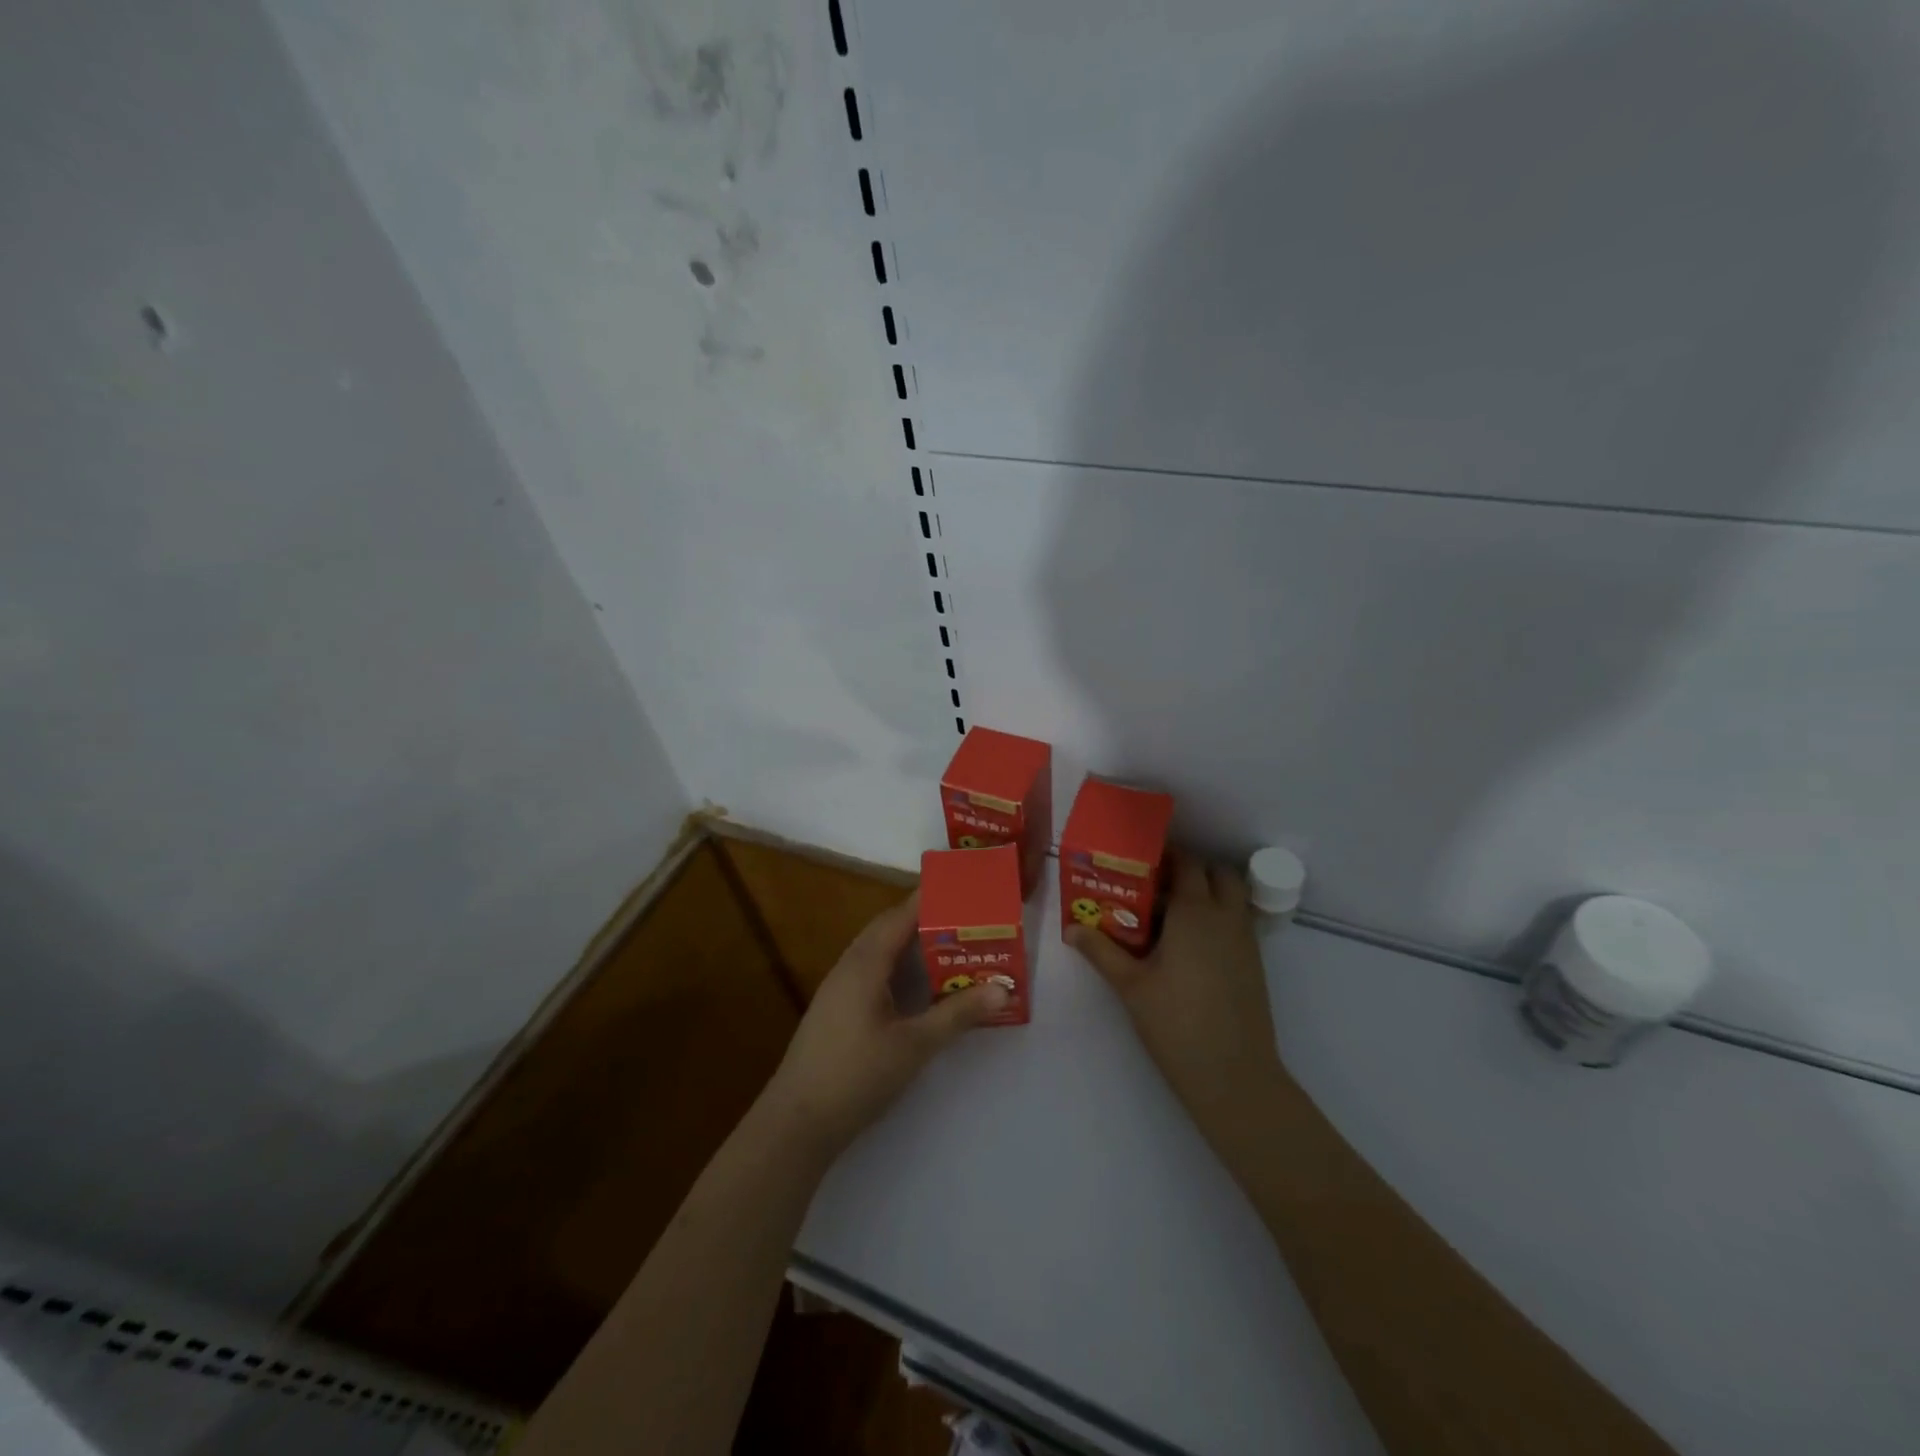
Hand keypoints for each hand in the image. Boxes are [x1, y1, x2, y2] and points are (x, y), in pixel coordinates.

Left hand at [764, 893, 1007, 1158]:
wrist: (797, 1122)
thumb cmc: (857, 1075)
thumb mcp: (915, 1045)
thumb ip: (957, 1014)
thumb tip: (1002, 989)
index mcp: (865, 963)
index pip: (900, 915)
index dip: (929, 898)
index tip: (961, 886)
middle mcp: (849, 966)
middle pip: (888, 928)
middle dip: (924, 918)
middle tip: (965, 916)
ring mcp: (839, 988)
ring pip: (879, 951)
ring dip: (911, 944)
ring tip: (949, 943)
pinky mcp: (837, 1009)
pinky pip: (872, 971)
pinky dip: (898, 967)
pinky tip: (917, 985)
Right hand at [1069, 854, 1289, 1136]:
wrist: (1234, 1076)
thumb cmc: (1177, 1023)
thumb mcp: (1130, 985)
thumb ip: (1100, 950)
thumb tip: (1070, 928)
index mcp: (1195, 913)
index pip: (1186, 862)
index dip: (1164, 855)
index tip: (1137, 861)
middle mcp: (1226, 917)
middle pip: (1216, 873)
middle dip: (1189, 870)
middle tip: (1155, 886)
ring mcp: (1245, 940)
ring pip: (1231, 897)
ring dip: (1206, 893)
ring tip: (1169, 915)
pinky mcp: (1254, 963)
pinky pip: (1236, 922)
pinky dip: (1217, 918)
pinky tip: (1188, 946)